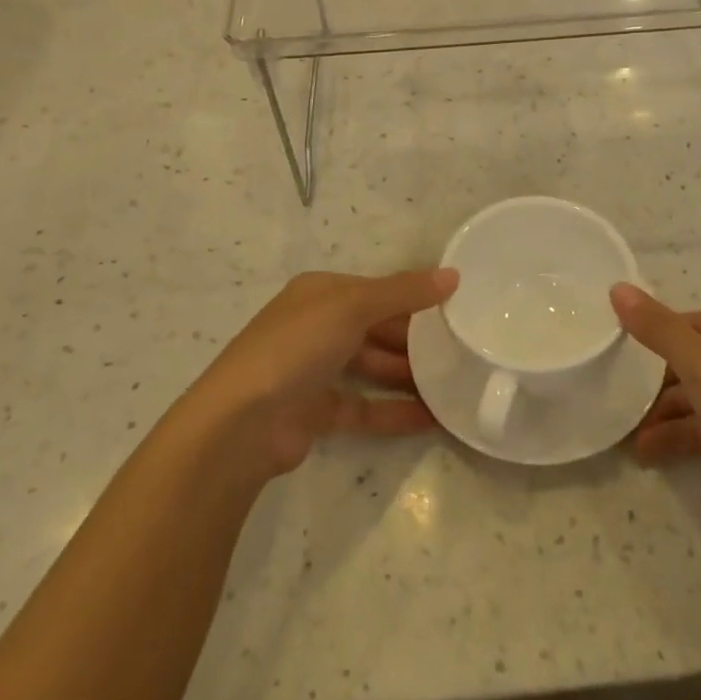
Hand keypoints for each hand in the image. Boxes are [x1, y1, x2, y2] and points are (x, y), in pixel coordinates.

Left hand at [185, 268, 457, 480]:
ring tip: (454, 382)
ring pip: (371, 367)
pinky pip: (364, 407)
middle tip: (460, 348)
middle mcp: (316, 327)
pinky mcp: (316, 412)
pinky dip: (394, 411)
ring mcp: (314, 371)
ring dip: (408, 374)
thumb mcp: (352, 306)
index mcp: (320, 293)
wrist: (241, 424)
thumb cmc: (296, 347)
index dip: (413, 297)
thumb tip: (453, 275)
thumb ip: (404, 292)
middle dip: (414, 338)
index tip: (455, 308)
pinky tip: (431, 418)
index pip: (376, 290)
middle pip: (375, 328)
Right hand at [613, 284, 700, 572]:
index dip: (656, 327)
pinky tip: (645, 454)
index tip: (615, 340)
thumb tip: (618, 287)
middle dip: (652, 375)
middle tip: (611, 386)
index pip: (692, 320)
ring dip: (659, 413)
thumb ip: (659, 329)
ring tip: (621, 430)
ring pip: (694, 400)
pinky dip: (674, 440)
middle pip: (691, 360)